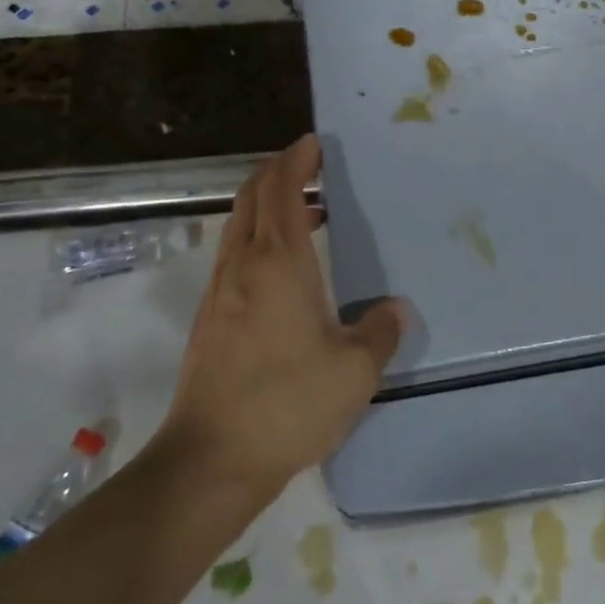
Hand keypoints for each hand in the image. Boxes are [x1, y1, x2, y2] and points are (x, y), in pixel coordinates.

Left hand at [160, 134, 403, 496]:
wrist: (210, 459)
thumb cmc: (287, 404)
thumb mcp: (355, 371)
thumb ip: (381, 332)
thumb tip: (395, 309)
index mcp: (278, 262)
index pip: (282, 190)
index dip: (296, 161)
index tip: (313, 143)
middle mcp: (243, 265)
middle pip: (252, 197)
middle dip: (277, 172)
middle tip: (309, 167)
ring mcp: (219, 290)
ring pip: (238, 225)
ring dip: (266, 205)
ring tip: (304, 214)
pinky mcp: (209, 318)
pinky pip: (233, 254)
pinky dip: (256, 237)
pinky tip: (283, 270)